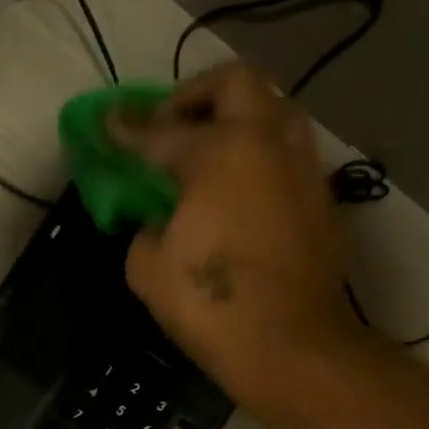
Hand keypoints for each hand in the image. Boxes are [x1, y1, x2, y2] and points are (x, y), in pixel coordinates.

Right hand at [110, 64, 368, 410]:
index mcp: (220, 153)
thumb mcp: (148, 270)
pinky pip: (289, 158)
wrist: (289, 345)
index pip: (161, 131)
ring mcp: (303, 169)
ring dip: (239, 120)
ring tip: (211, 155)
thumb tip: (159, 222)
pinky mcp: (322, 201)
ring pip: (276, 111)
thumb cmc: (209, 304)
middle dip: (196, 96)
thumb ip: (146, 230)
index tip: (106, 123)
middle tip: (171, 127)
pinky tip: (241, 197)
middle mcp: (268, 143)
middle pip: (236, 83)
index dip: (126, 129)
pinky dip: (261, 161)